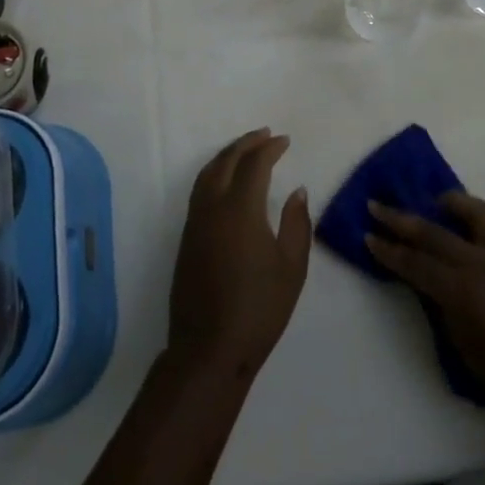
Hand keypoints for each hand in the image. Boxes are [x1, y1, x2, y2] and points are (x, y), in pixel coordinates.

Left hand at [168, 129, 312, 384]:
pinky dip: (214, 173)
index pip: (254, 164)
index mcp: (240, 209)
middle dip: (246, 144)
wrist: (209, 349)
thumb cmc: (259, 309)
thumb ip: (297, 223)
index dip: (270, 149)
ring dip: (227, 155)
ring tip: (245, 150)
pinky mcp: (186, 238)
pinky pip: (199, 190)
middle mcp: (212, 207)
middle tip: (265, 135)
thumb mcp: (292, 267)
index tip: (285, 141)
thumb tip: (297, 191)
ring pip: (207, 173)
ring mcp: (195, 222)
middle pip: (226, 161)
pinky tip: (226, 181)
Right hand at [366, 193, 484, 435]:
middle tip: (377, 206)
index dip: (388, 250)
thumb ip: (448, 312)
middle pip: (434, 232)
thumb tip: (438, 289)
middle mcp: (483, 263)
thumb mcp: (468, 351)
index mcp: (462, 291)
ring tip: (439, 202)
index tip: (368, 236)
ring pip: (477, 213)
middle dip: (401, 219)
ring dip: (453, 203)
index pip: (414, 264)